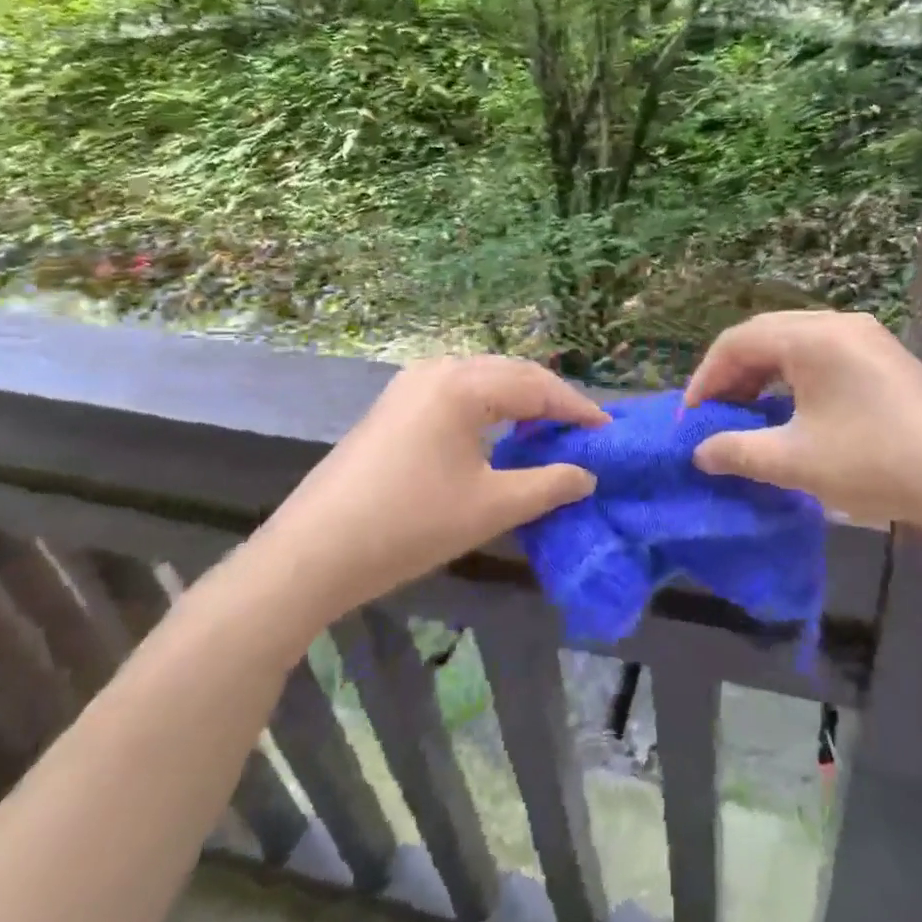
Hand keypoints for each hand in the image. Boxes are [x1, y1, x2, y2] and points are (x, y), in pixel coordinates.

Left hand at [257, 356, 608, 614]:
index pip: (537, 387)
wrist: (312, 553)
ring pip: (483, 379)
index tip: (608, 431)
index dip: (578, 409)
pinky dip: (489, 405)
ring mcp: (410, 384)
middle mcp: (438, 369)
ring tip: (548, 431)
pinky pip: (457, 391)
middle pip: (512, 373)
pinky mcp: (394, 404)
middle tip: (583, 431)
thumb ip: (548, 485)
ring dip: (520, 399)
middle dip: (551, 400)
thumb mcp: (491, 507)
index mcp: (464, 384)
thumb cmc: (409, 525)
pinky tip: (499, 432)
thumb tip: (587, 475)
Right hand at [684, 310, 921, 530]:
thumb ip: (738, 451)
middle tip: (715, 416)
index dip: (706, 379)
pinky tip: (792, 411)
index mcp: (811, 336)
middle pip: (765, 336)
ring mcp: (865, 336)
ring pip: (794, 344)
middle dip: (732, 375)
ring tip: (747, 415)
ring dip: (763, 376)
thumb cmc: (875, 462)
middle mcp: (837, 322)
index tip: (690, 419)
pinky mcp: (884, 356)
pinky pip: (822, 355)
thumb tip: (700, 452)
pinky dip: (794, 378)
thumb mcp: (796, 461)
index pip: (737, 342)